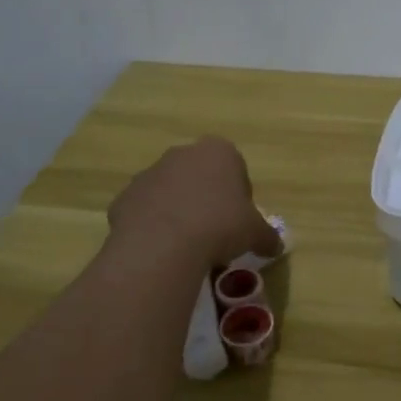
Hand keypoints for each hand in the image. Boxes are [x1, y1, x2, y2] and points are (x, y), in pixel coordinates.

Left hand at [107, 137, 281, 270]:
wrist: (162, 245)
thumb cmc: (220, 226)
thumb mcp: (255, 233)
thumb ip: (267, 235)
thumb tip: (276, 246)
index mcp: (219, 151)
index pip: (235, 169)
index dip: (239, 197)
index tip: (238, 222)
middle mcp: (182, 154)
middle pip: (201, 176)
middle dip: (207, 200)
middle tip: (215, 233)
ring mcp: (149, 173)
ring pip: (170, 192)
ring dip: (179, 211)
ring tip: (187, 246)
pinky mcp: (125, 197)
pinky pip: (145, 211)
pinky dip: (153, 226)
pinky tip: (162, 250)